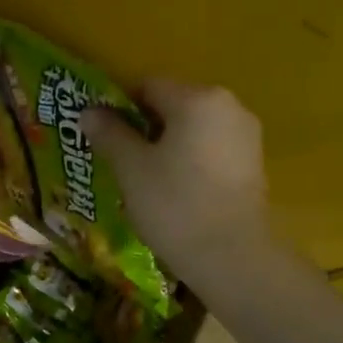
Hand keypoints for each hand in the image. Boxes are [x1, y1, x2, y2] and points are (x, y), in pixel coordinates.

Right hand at [82, 78, 271, 284]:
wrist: (232, 256)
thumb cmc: (174, 204)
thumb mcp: (130, 168)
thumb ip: (109, 134)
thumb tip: (89, 111)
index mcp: (196, 99)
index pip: (147, 86)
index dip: (119, 107)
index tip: (102, 136)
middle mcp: (228, 106)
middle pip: (173, 105)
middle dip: (143, 127)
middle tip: (118, 159)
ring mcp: (245, 135)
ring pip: (192, 129)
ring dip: (166, 145)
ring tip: (143, 179)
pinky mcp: (253, 164)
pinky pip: (209, 149)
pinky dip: (188, 161)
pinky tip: (173, 191)